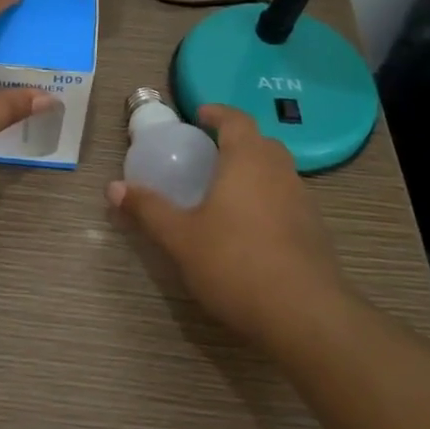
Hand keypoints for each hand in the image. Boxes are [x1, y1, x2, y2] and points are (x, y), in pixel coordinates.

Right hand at [109, 104, 348, 352]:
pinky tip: (250, 229)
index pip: (236, 120)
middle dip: (237, 141)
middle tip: (209, 154)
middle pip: (261, 143)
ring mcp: (304, 201)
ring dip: (254, 172)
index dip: (218, 113)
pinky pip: (288, 200)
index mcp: (248, 160)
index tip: (200, 114)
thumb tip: (113, 188)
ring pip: (278, 172)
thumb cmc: (235, 263)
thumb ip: (148, 209)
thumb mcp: (181, 238)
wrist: (304, 315)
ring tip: (226, 192)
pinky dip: (268, 200)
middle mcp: (280, 172)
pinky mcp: (316, 231)